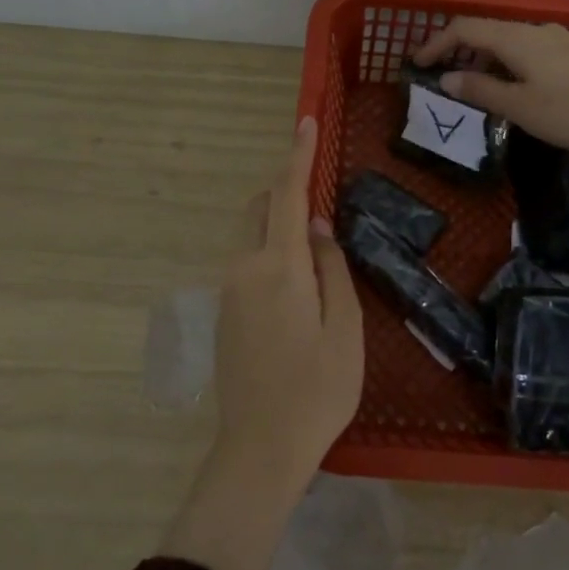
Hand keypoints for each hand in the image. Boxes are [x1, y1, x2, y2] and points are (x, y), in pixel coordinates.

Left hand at [212, 116, 364, 470]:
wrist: (260, 448)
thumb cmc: (317, 389)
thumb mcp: (345, 328)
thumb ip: (331, 268)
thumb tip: (317, 225)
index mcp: (278, 267)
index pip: (286, 195)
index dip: (297, 156)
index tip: (305, 121)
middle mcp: (243, 268)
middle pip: (258, 208)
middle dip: (284, 187)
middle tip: (317, 187)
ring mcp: (228, 291)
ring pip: (249, 234)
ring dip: (276, 219)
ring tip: (314, 237)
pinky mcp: (223, 312)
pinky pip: (246, 260)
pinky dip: (268, 247)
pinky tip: (295, 277)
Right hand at [413, 17, 568, 152]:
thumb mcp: (520, 106)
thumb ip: (482, 91)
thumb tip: (448, 79)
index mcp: (516, 39)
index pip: (464, 29)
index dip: (436, 43)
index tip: (417, 64)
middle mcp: (534, 31)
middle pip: (486, 32)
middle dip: (458, 51)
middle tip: (440, 77)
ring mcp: (557, 41)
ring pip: (507, 43)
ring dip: (483, 60)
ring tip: (471, 88)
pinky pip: (526, 52)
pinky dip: (505, 65)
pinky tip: (511, 88)